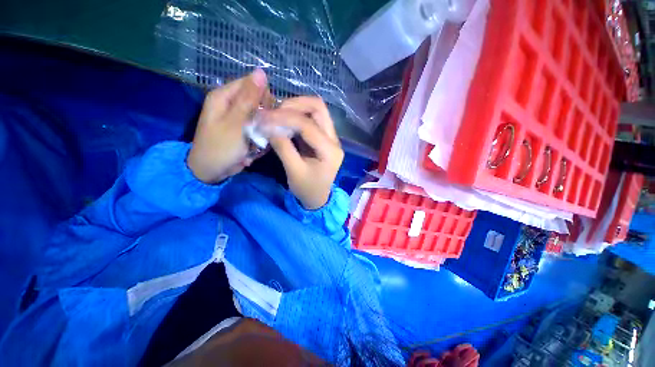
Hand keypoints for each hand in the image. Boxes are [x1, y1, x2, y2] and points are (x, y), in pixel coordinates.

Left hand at [187, 69, 270, 183]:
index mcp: (224, 96)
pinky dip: (259, 137)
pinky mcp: (242, 130)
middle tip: (260, 130)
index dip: (263, 97)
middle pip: (258, 100)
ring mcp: (237, 118)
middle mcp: (231, 104)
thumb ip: (249, 99)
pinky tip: (255, 147)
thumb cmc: (221, 147)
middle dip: (264, 116)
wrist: (211, 171)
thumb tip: (261, 72)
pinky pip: (258, 128)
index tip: (267, 114)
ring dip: (263, 129)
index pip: (252, 84)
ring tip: (256, 142)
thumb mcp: (236, 123)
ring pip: (260, 117)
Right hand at [261, 97, 343, 209]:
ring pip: (316, 111)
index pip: (308, 125)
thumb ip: (283, 147)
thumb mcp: (293, 171)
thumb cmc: (307, 189)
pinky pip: (312, 119)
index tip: (264, 117)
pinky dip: (297, 116)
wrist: (318, 198)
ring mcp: (330, 137)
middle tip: (274, 112)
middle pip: (318, 108)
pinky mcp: (323, 138)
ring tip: (277, 115)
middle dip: (294, 105)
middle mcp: (334, 140)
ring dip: (296, 108)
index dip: (285, 118)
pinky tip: (284, 121)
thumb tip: (268, 126)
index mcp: (330, 151)